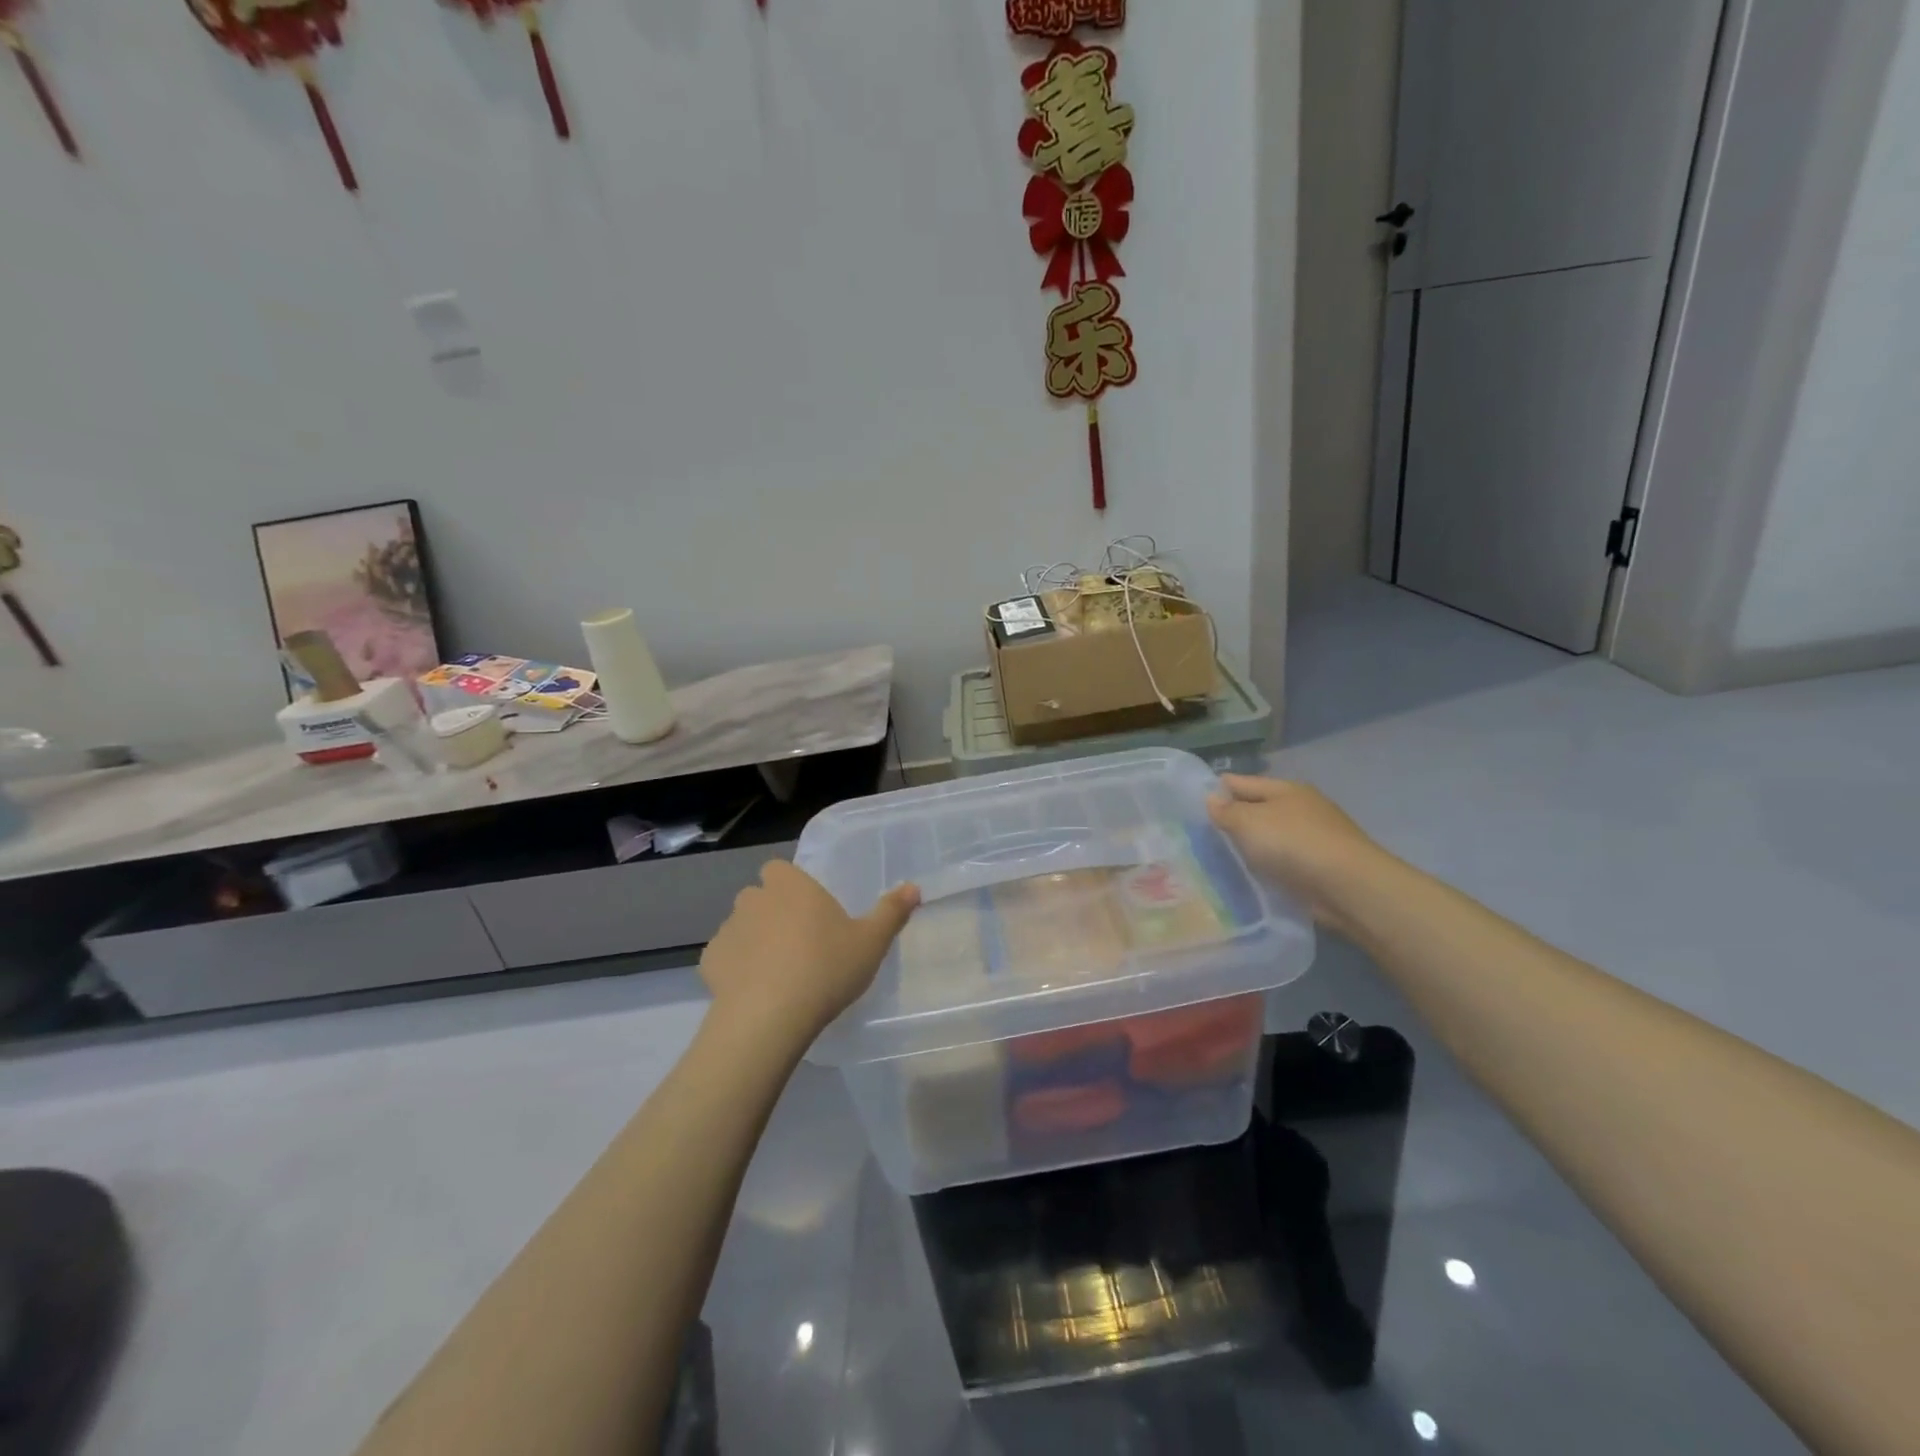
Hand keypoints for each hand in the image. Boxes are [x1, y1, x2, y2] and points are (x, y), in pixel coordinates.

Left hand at [699, 861, 919, 1047]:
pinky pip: (725, 957)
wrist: (769, 1018)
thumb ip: (891, 912)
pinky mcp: (709, 962)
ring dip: (754, 940)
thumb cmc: (825, 968)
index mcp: (791, 885)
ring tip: (778, 973)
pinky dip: (736, 969)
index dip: (792, 886)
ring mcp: (727, 929)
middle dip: (773, 913)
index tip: (810, 910)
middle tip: (800, 943)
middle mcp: (754, 898)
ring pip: (741, 926)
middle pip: (760, 897)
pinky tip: (754, 992)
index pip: (780, 869)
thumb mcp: (871, 942)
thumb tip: (913, 887)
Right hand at [1206, 775, 1388, 932]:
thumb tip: (1211, 799)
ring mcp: (1313, 837)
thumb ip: (1227, 811)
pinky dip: (1267, 864)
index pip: (1242, 782)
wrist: (1347, 886)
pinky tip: (1251, 874)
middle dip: (1234, 818)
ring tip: (1221, 857)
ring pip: (1270, 836)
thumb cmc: (1293, 843)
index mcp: (1285, 789)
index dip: (1218, 789)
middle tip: (1201, 834)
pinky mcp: (1319, 866)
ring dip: (1251, 844)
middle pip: (1258, 808)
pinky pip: (1282, 860)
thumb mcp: (1249, 822)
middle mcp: (1301, 808)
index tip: (1191, 802)